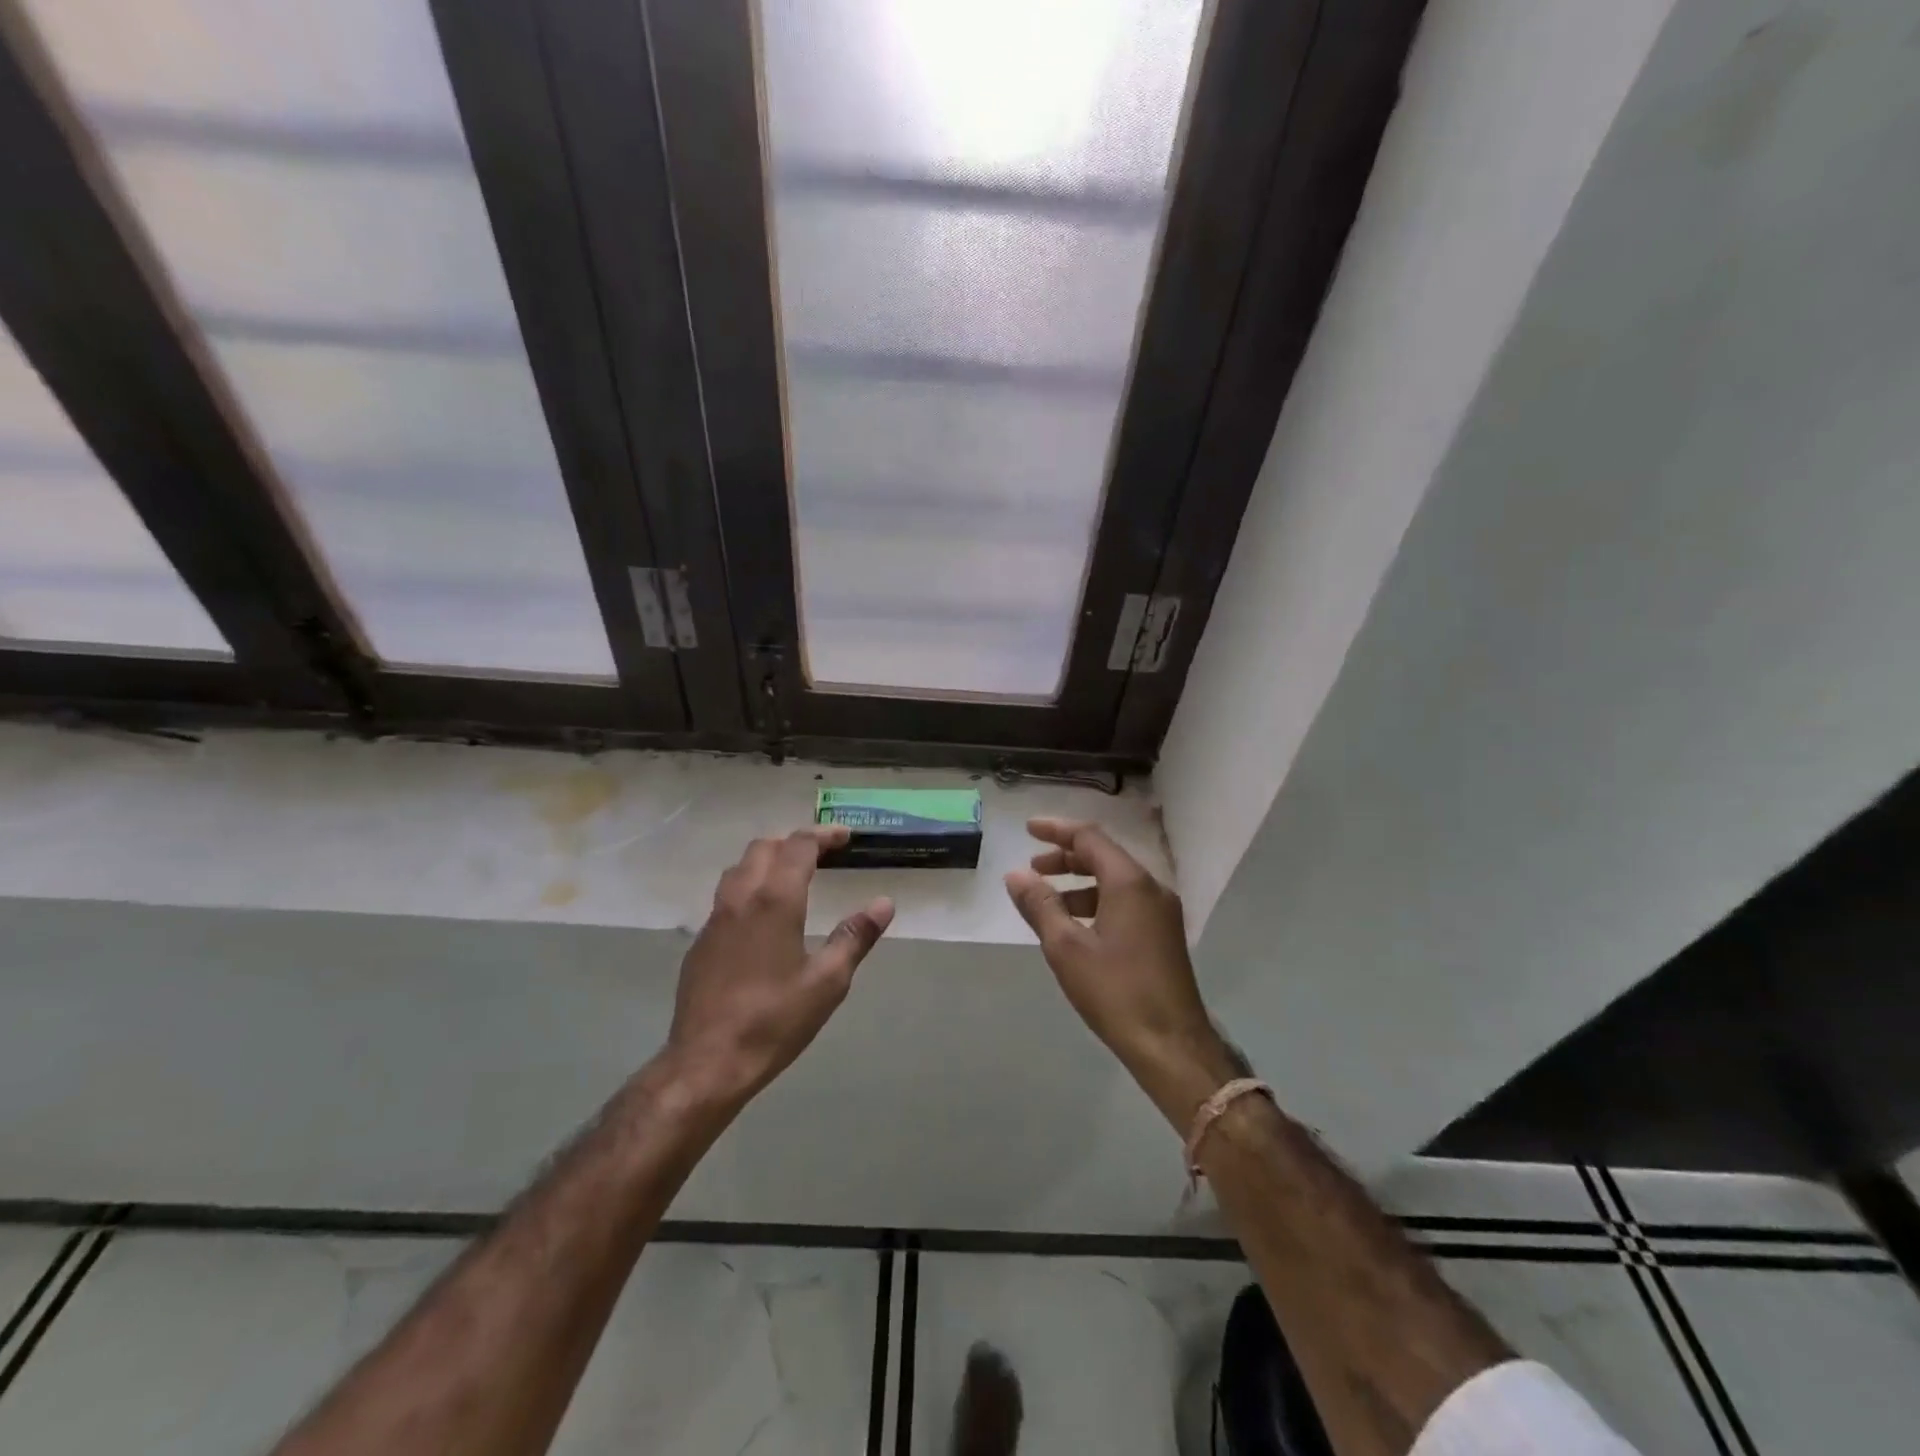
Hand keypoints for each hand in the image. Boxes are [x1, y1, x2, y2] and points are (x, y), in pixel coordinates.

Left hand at [665, 826, 892, 1108]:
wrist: (707, 1062)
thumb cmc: (774, 1020)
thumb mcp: (828, 981)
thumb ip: (855, 936)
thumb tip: (884, 903)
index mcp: (775, 900)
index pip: (798, 846)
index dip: (823, 835)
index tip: (845, 837)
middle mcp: (741, 898)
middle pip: (763, 848)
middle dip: (794, 841)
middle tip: (822, 852)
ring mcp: (715, 919)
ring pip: (739, 868)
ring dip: (767, 860)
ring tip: (792, 875)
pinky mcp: (701, 942)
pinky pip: (726, 895)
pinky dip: (750, 886)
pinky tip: (764, 916)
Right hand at [1004, 818, 1238, 1127]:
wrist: (1171, 1045)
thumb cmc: (1115, 992)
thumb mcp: (1066, 948)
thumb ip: (1040, 905)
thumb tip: (1016, 875)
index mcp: (1130, 883)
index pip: (1090, 838)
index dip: (1057, 830)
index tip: (1028, 829)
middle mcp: (1151, 889)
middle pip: (1104, 856)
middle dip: (1066, 857)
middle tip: (1033, 868)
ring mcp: (1162, 912)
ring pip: (1115, 881)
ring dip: (1079, 882)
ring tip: (1047, 899)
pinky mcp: (1163, 935)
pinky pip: (1125, 901)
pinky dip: (1096, 901)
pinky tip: (1075, 925)